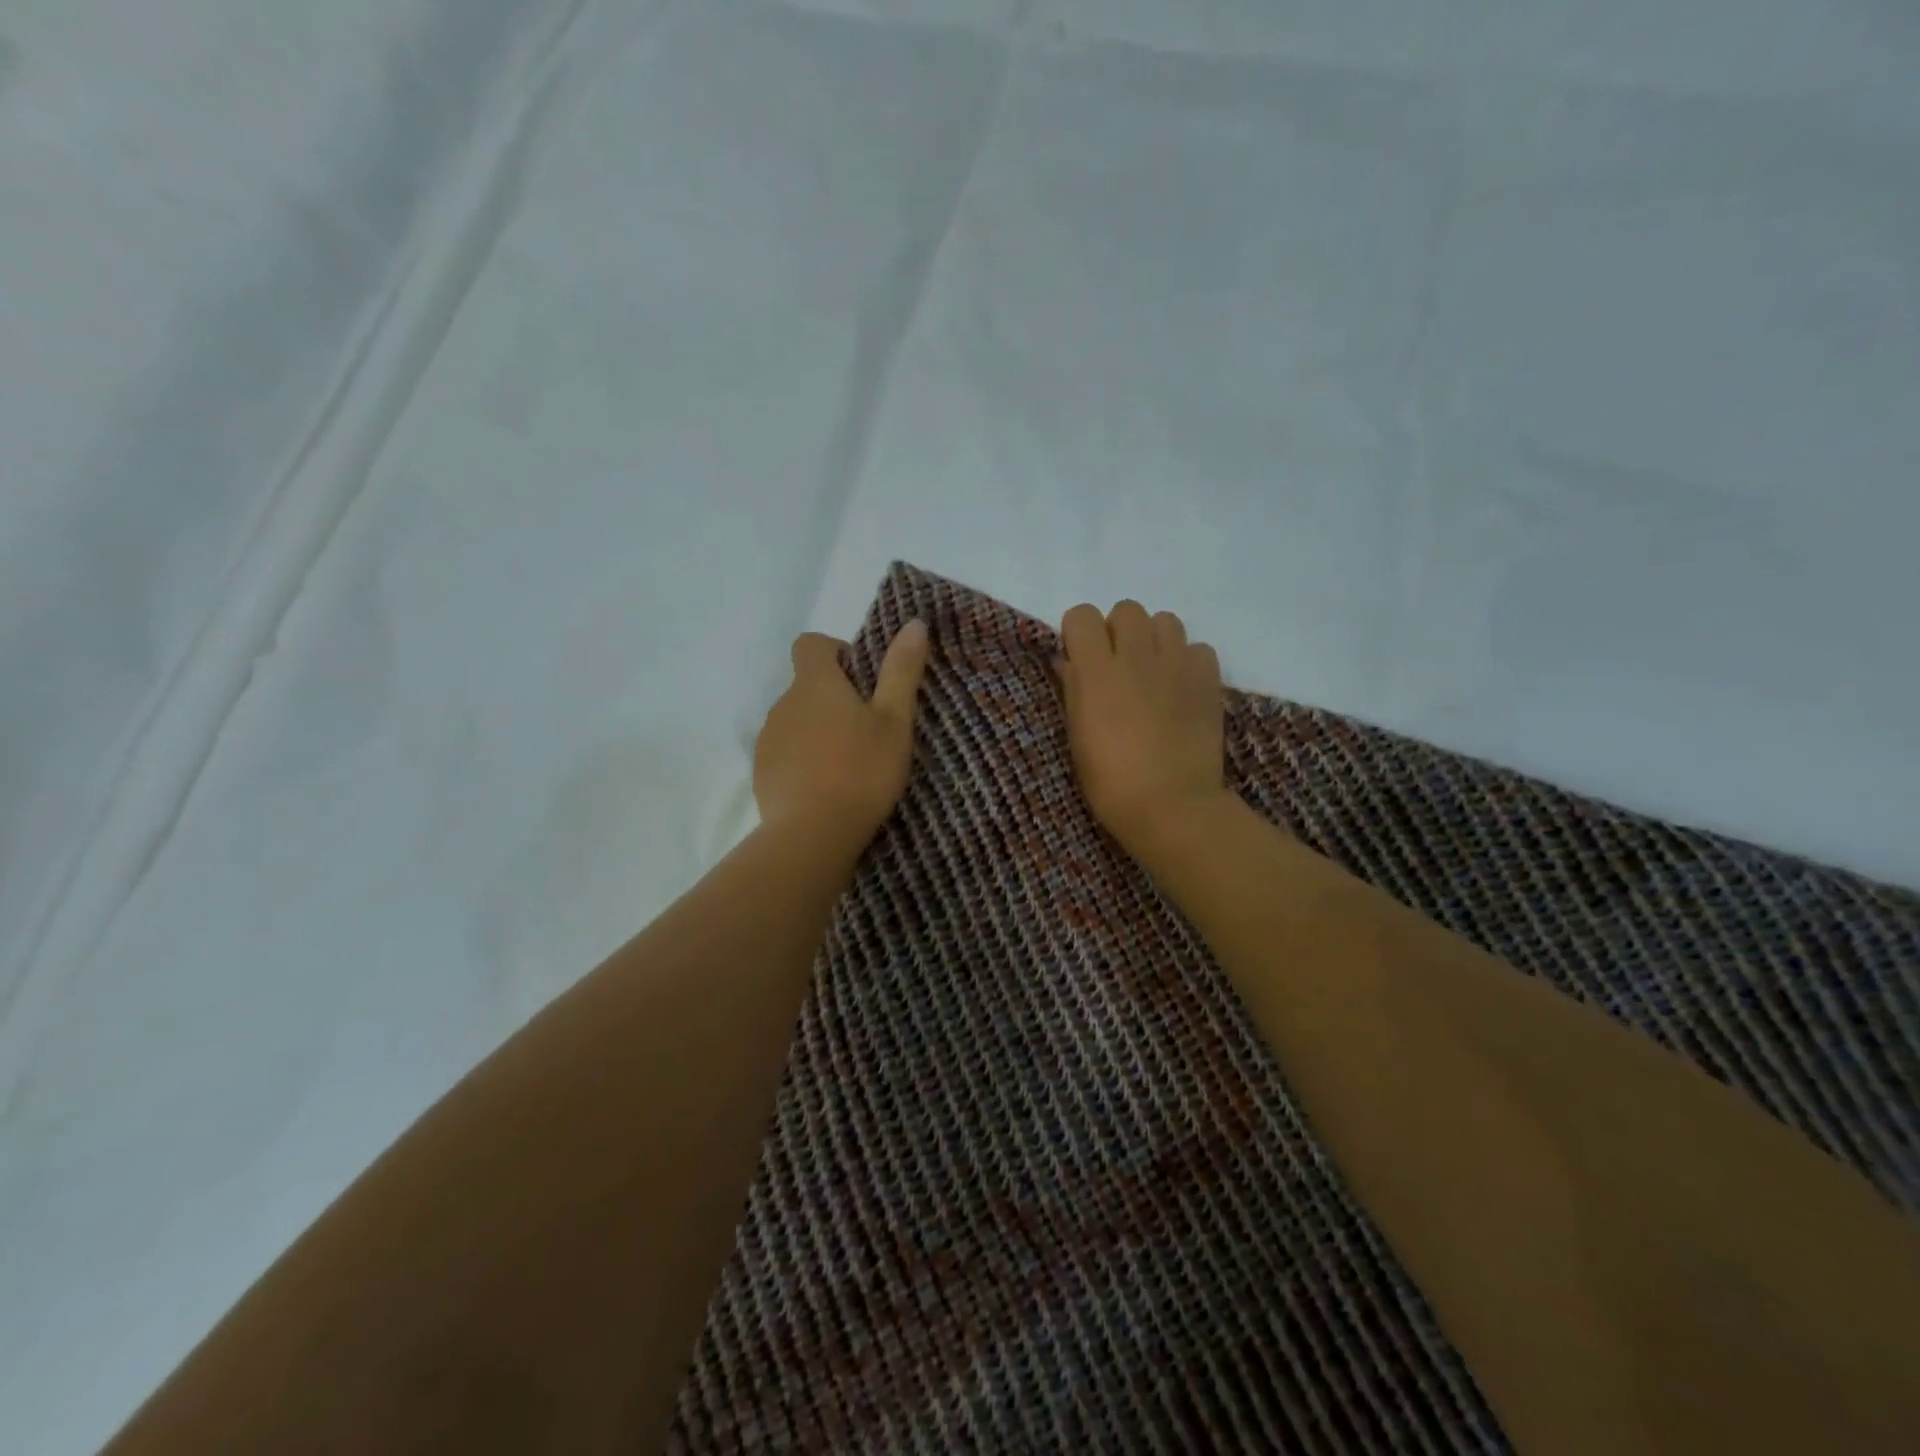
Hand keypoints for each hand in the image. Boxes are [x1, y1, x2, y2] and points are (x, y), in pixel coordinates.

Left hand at [754, 620, 930, 845]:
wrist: (813, 834)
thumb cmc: (862, 771)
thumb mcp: (894, 721)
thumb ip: (902, 670)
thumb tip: (914, 623)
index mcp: (815, 684)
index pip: (811, 644)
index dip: (836, 652)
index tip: (861, 680)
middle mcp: (783, 703)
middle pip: (806, 685)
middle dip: (833, 699)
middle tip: (868, 731)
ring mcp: (768, 739)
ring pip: (796, 721)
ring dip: (818, 730)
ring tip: (849, 764)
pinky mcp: (762, 772)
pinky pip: (784, 752)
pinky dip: (803, 760)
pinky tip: (826, 788)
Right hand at [1057, 600, 1225, 856]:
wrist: (1171, 806)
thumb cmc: (1110, 781)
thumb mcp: (1076, 737)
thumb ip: (1073, 690)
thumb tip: (1069, 661)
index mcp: (1096, 671)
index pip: (1082, 615)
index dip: (1079, 633)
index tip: (1082, 658)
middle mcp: (1136, 656)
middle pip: (1126, 609)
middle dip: (1119, 631)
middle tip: (1120, 667)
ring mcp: (1176, 665)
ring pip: (1165, 620)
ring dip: (1155, 640)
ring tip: (1153, 673)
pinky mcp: (1208, 679)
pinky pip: (1198, 648)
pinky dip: (1188, 662)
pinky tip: (1181, 689)